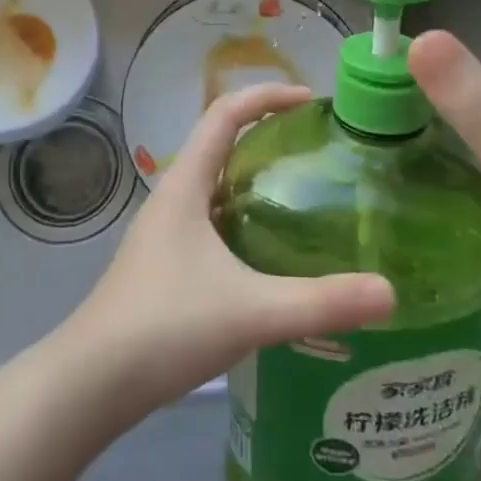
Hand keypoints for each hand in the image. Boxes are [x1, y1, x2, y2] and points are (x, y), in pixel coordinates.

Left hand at [64, 83, 395, 416]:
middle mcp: (173, 196)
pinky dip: (243, 216)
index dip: (266, 96)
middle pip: (221, 143)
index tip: (309, 100)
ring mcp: (165, 231)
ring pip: (216, 185)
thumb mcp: (251, 311)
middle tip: (316, 149)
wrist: (91, 383)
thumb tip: (389, 292)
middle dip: (267, 134)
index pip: (225, 114)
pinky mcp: (165, 263)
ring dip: (254, 178)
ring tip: (303, 195)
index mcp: (186, 184)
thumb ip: (321, 302)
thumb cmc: (165, 327)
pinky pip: (211, 220)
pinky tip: (270, 253)